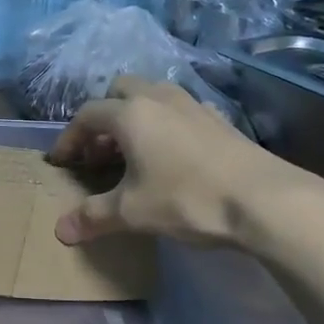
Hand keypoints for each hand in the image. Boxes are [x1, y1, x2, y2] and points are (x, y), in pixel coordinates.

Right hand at [48, 76, 323, 257]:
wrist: (264, 199)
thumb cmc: (187, 199)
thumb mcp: (132, 212)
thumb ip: (93, 217)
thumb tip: (60, 232)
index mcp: (131, 114)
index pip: (87, 115)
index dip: (70, 137)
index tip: (61, 162)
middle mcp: (159, 99)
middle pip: (120, 90)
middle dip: (104, 116)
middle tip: (100, 151)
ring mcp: (193, 105)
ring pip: (153, 95)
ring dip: (136, 116)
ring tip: (133, 151)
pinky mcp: (219, 120)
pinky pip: (180, 110)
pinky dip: (166, 124)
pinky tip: (172, 155)